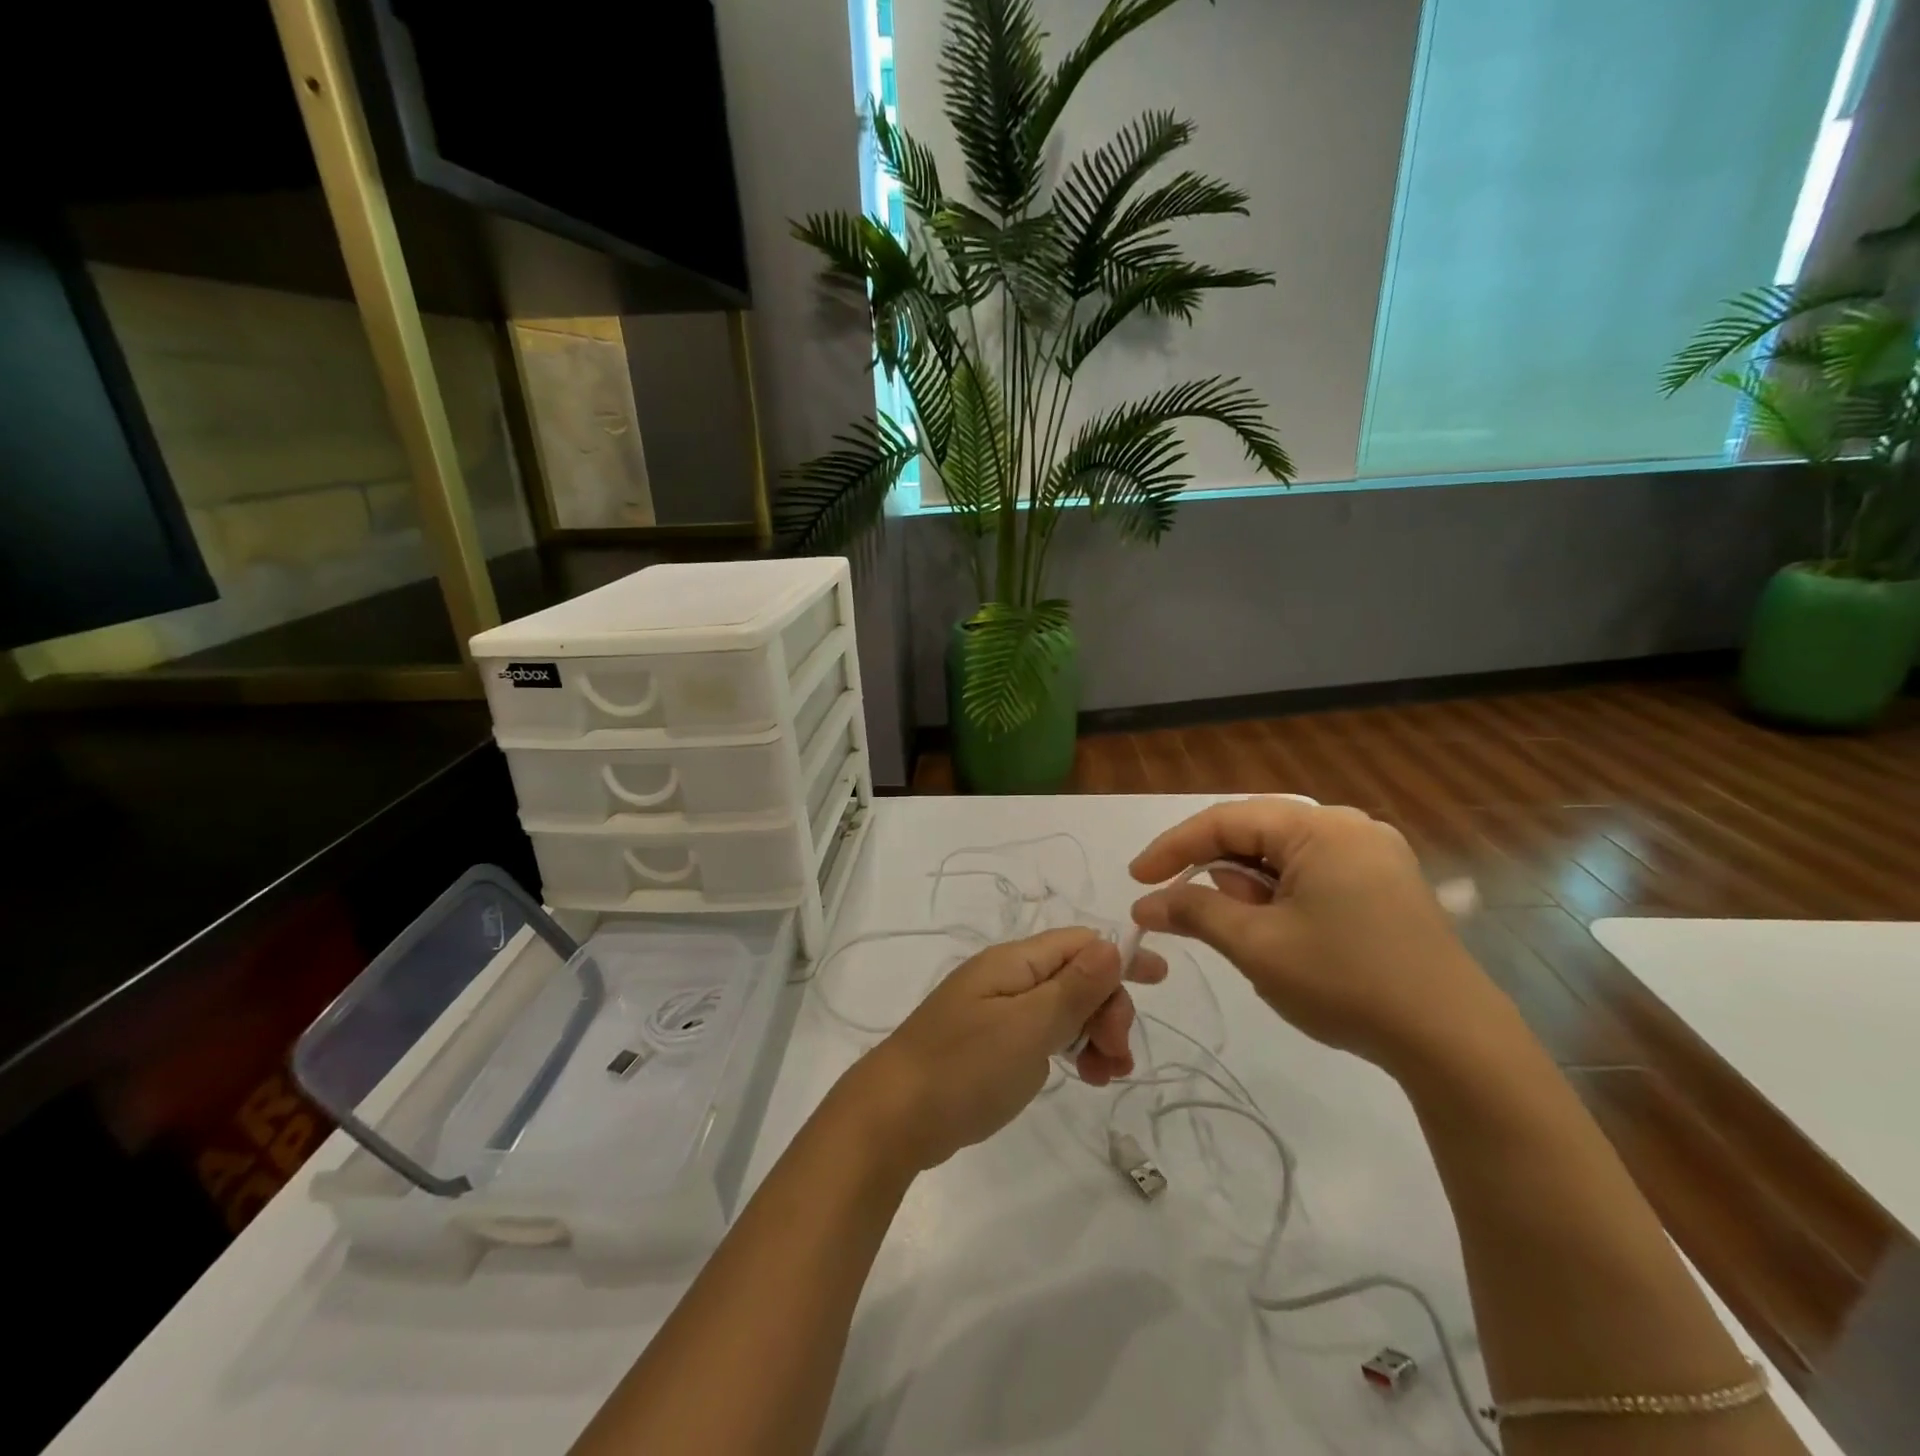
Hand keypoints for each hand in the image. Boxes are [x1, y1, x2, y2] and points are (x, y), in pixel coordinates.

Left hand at [838, 928, 1168, 1173]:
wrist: (894, 1117)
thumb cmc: (965, 1067)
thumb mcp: (1028, 1027)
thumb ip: (1073, 987)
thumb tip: (1112, 943)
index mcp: (1014, 962)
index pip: (1079, 943)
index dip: (1120, 957)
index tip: (1159, 982)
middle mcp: (1006, 978)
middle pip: (1075, 976)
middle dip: (1107, 1009)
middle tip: (1118, 1057)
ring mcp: (997, 1011)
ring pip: (1063, 1008)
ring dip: (1093, 1034)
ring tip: (1104, 1076)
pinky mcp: (991, 1044)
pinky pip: (1043, 1034)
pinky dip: (1069, 1049)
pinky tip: (1081, 1076)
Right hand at [1129, 797, 1501, 1074]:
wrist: (1454, 1044)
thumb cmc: (1345, 982)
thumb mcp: (1256, 946)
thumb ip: (1195, 912)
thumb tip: (1146, 904)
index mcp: (1320, 827)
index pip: (1225, 821)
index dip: (1173, 848)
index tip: (1137, 881)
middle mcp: (1350, 828)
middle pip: (1256, 835)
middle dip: (1213, 871)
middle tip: (1181, 908)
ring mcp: (1375, 856)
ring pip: (1284, 858)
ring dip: (1248, 888)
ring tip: (1239, 932)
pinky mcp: (1388, 886)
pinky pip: (1314, 876)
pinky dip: (1281, 898)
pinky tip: (1278, 932)